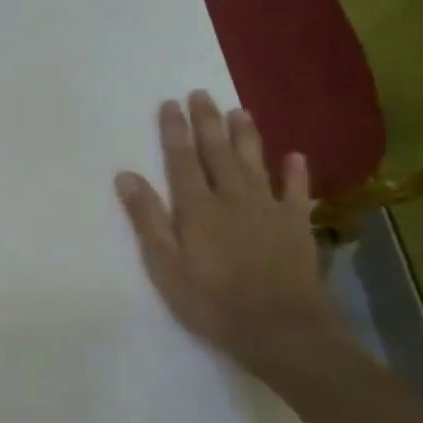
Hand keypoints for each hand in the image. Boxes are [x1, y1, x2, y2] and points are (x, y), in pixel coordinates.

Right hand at [115, 92, 340, 374]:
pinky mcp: (295, 226)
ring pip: (254, 163)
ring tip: (239, 111)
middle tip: (201, 93)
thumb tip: (126, 176)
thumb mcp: (165, 265)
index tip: (169, 104)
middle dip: (207, 122)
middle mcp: (232, 198)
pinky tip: (294, 156)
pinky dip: (295, 172)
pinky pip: (296, 192)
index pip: (181, 160)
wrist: (280, 329)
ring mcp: (268, 209)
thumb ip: (147, 219)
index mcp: (197, 207)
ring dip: (246, 136)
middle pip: (217, 152)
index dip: (174, 131)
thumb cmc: (212, 301)